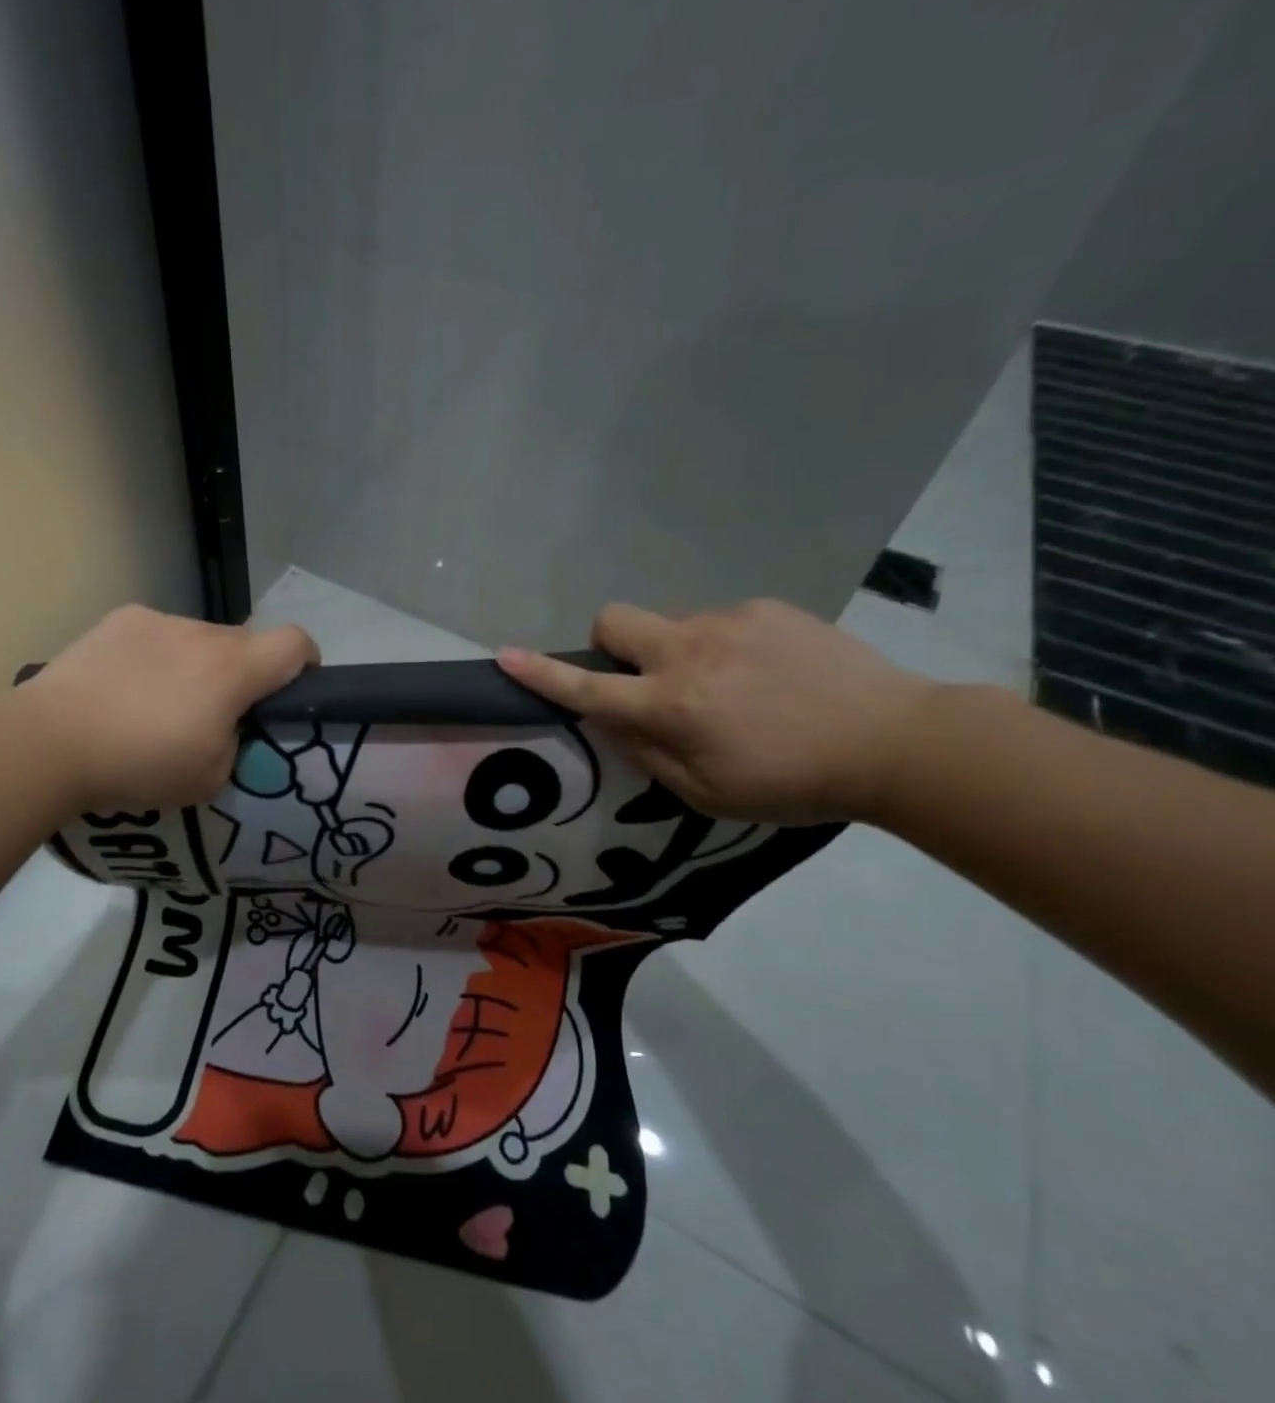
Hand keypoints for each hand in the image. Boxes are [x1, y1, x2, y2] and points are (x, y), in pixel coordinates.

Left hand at [21, 605, 318, 811]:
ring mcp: (158, 620)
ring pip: (198, 640)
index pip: (296, 643)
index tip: (289, 693)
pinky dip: (154, 657)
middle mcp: (203, 632)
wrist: (49, 741)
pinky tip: (121, 688)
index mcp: (234, 668)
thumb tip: (226, 726)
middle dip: (241, 676)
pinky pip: (156, 635)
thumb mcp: (209, 778)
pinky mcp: (120, 619)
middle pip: (244, 644)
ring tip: (154, 706)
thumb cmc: (139, 763)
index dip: (305, 664)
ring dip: (194, 666)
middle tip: (210, 717)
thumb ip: (235, 745)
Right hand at [497, 600, 935, 823]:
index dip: (542, 674)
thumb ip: (647, 754)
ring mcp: (730, 622)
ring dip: (679, 653)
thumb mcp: (708, 793)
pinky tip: (769, 674)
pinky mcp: (769, 608)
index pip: (588, 686)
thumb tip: (612, 719)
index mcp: (672, 705)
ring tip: (733, 689)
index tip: (505, 656)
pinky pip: (721, 622)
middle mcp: (689, 652)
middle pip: (615, 619)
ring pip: (673, 624)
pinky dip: (725, 646)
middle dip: (609, 643)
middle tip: (643, 677)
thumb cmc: (793, 783)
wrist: (897, 742)